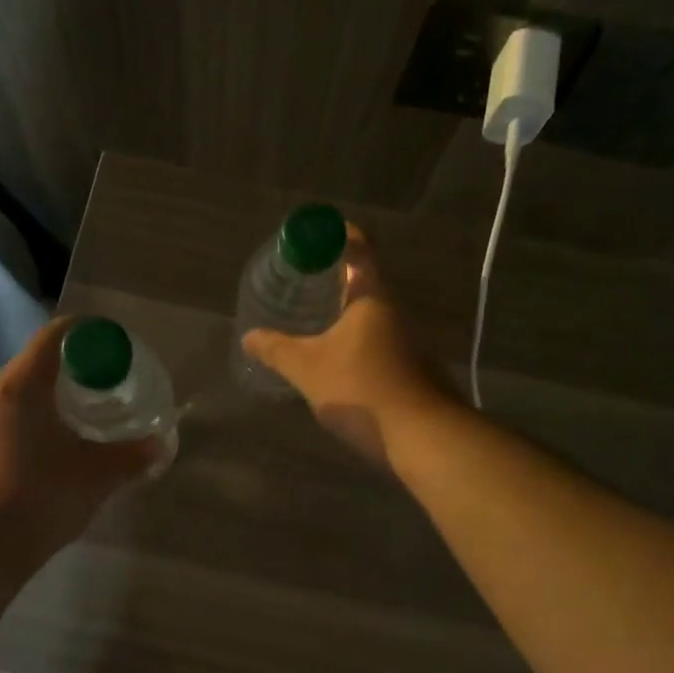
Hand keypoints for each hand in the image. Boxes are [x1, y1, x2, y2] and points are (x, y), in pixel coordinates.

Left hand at [0, 318, 158, 562]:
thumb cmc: (39, 498)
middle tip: (111, 384)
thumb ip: (132, 455)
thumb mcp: (97, 476)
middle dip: (77, 367)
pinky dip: (38, 419)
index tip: (116, 346)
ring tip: (89, 417)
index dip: (89, 333)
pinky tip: (58, 448)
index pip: (55, 335)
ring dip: (56, 396)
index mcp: (22, 385)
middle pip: (39, 362)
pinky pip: (11, 417)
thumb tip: (160, 446)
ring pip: (23, 392)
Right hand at [242, 229, 458, 468]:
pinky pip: (377, 343)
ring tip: (310, 322)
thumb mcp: (308, 368)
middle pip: (364, 280)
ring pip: (370, 315)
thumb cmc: (363, 389)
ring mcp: (407, 341)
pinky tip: (334, 362)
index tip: (309, 239)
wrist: (424, 437)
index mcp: (373, 296)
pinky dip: (354, 342)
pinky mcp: (411, 369)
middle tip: (298, 283)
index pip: (358, 246)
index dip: (334, 235)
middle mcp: (395, 311)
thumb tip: (249, 336)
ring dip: (343, 313)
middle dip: (332, 278)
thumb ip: (276, 350)